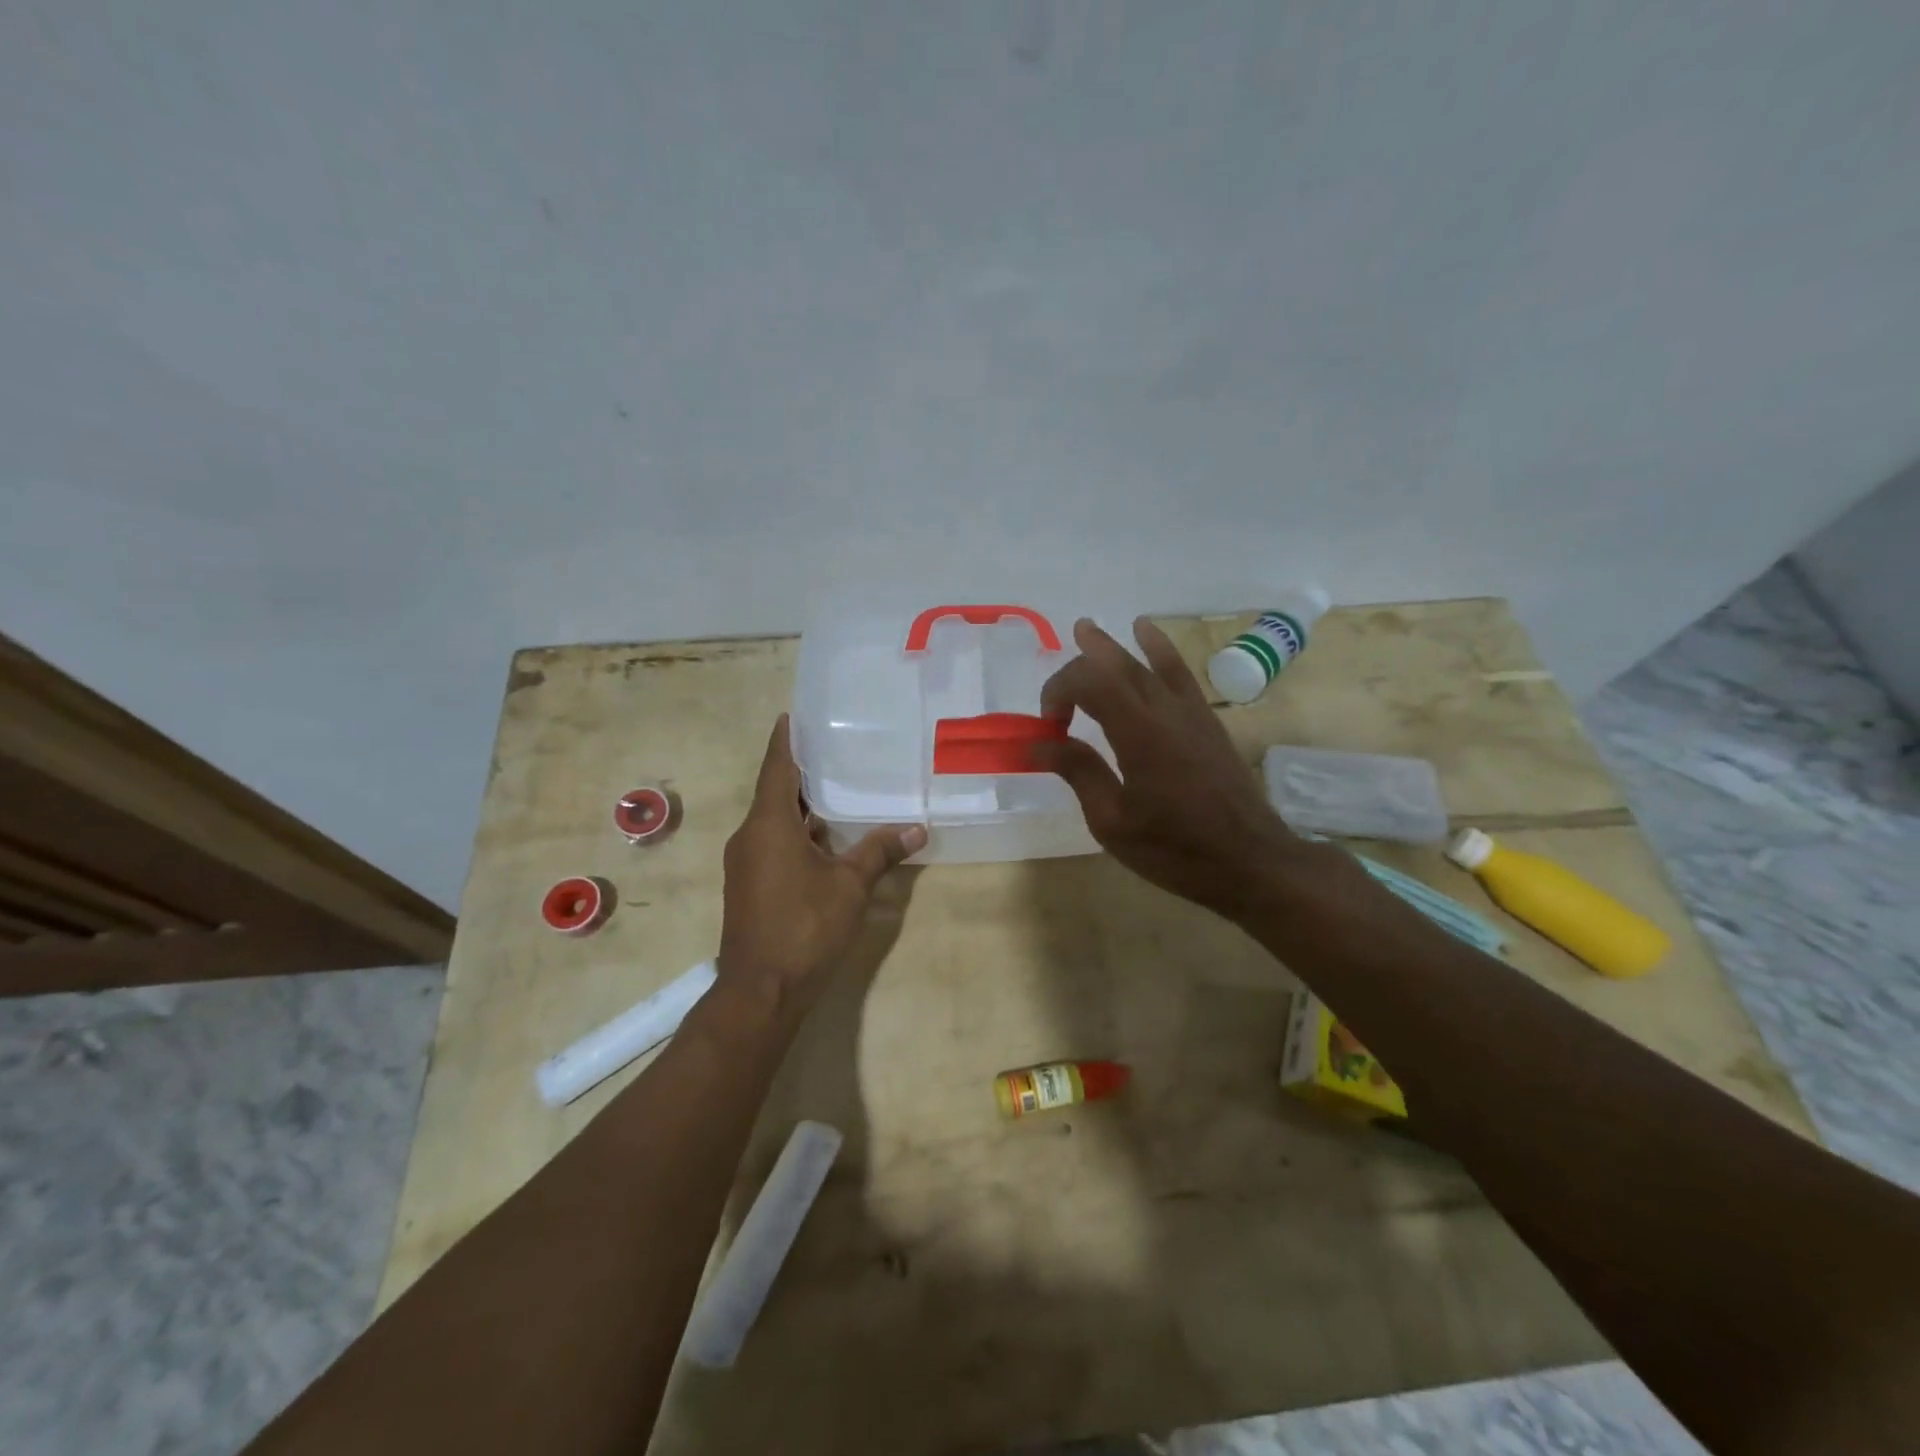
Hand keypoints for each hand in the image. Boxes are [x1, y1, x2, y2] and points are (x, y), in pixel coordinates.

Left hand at [718, 716, 925, 1019]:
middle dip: (801, 771)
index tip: (792, 715)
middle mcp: (750, 836)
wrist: (761, 990)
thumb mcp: (850, 885)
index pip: (776, 767)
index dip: (785, 739)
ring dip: (801, 805)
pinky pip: (773, 843)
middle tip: (835, 748)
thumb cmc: (804, 926)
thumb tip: (917, 828)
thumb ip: (880, 852)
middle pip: (775, 792)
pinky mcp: (749, 885)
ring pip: (774, 820)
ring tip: (838, 787)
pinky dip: (797, 832)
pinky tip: (826, 837)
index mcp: (768, 824)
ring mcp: (745, 862)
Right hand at [1033, 618, 1304, 918]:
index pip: (1089, 683)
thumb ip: (1080, 772)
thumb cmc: (1175, 849)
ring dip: (1114, 646)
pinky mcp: (1207, 721)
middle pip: (1116, 666)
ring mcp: (1190, 712)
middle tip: (1053, 675)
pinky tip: (1148, 634)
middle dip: (1080, 662)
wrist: (1250, 861)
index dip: (1058, 691)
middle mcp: (1164, 710)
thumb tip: (1042, 742)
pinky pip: (1179, 673)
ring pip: (1147, 663)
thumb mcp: (1113, 821)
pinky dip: (1159, 650)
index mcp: (1137, 733)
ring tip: (1088, 629)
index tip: (1049, 726)